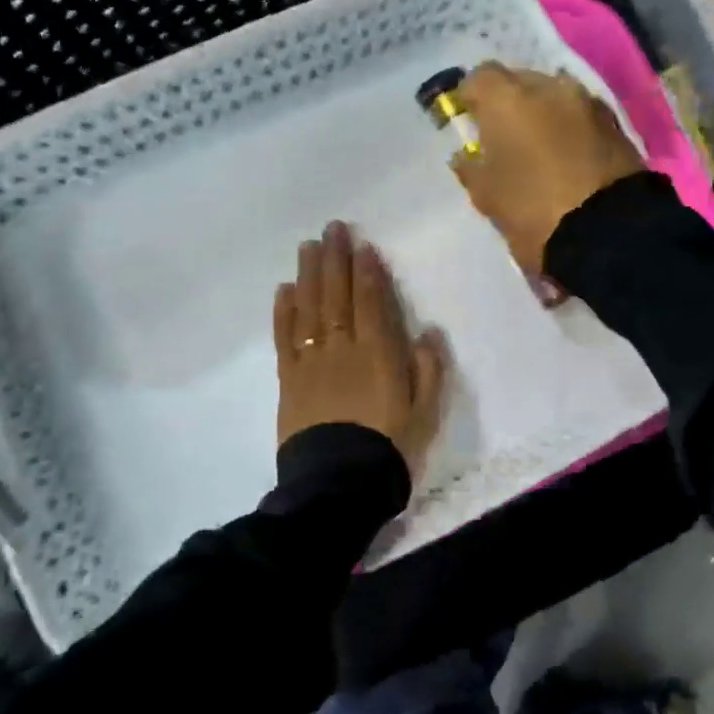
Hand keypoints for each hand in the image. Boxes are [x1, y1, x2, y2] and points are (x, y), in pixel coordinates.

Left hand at [274, 221, 446, 476]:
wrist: (339, 484)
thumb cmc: (388, 447)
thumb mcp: (425, 413)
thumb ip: (428, 370)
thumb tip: (428, 332)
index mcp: (378, 354)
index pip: (371, 302)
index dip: (367, 272)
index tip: (362, 245)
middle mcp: (342, 348)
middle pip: (337, 296)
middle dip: (336, 259)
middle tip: (332, 229)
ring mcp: (312, 362)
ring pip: (310, 309)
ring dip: (309, 275)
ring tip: (308, 246)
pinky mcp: (289, 379)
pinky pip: (285, 338)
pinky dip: (284, 312)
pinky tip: (284, 290)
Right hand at [450, 64, 644, 275]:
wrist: (607, 231)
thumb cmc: (532, 209)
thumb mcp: (486, 195)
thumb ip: (470, 168)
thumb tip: (467, 155)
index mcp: (508, 99)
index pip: (480, 77)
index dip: (471, 96)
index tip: (468, 119)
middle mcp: (549, 87)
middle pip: (520, 80)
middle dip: (509, 102)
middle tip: (503, 135)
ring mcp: (587, 102)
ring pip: (555, 96)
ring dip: (543, 112)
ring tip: (538, 145)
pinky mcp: (616, 123)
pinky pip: (581, 115)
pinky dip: (570, 127)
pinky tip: (568, 154)